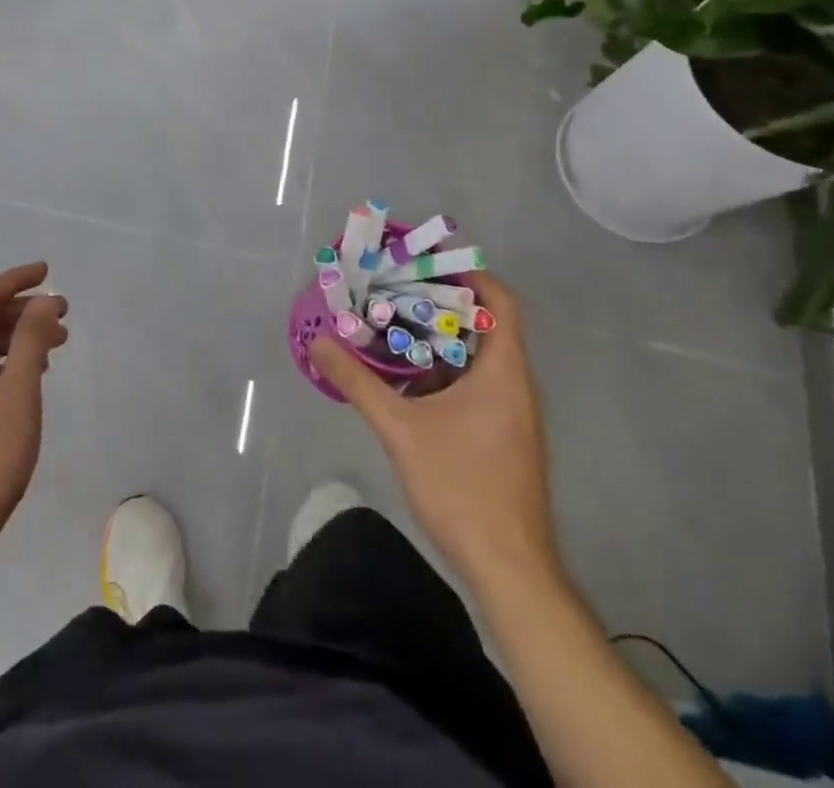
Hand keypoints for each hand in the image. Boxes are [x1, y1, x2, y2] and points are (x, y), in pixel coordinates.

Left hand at [0, 262, 68, 563]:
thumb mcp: (17, 395)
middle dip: (23, 309)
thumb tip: (43, 301)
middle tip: (63, 314)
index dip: (16, 279)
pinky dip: (9, 363)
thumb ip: (30, 344)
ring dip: (19, 337)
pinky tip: (31, 379)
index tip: (48, 272)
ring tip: (56, 345)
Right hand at [309, 273, 558, 591]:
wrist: (509, 568)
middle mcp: (515, 385)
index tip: (425, 264)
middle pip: (485, 325)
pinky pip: (476, 385)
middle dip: (440, 304)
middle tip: (393, 290)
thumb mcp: (400, 430)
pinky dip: (444, 372)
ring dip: (439, 340)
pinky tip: (406, 381)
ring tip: (392, 326)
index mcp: (503, 372)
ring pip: (478, 358)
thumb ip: (358, 382)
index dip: (468, 275)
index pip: (500, 302)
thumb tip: (318, 343)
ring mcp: (512, 414)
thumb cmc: (462, 487)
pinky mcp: (503, 437)